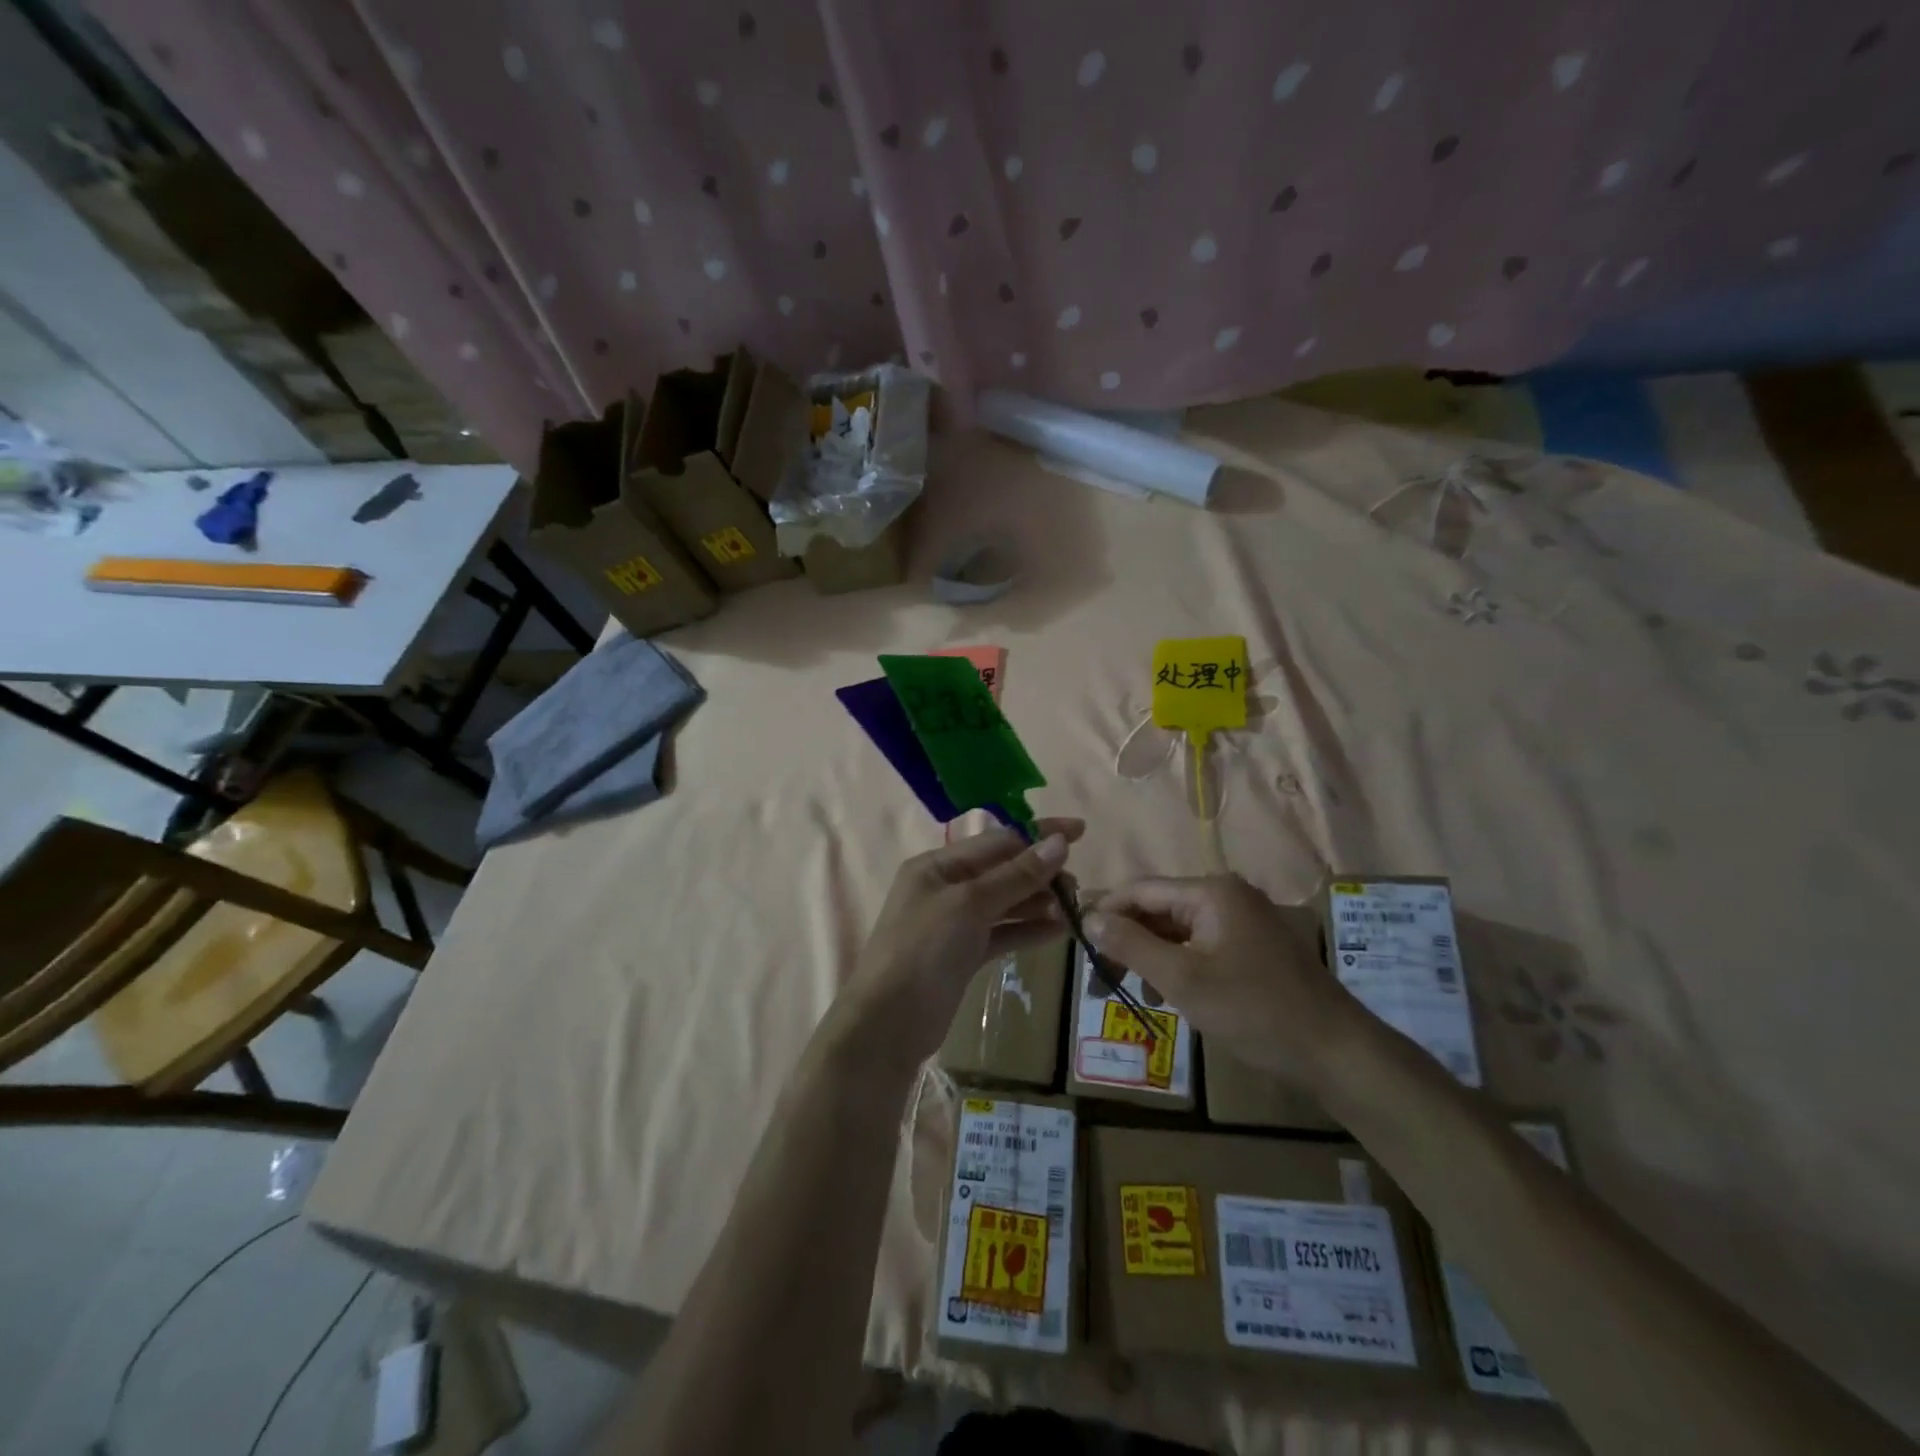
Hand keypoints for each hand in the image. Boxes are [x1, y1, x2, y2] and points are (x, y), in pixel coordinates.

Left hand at [839, 819, 1083, 1062]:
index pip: (997, 840)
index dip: (1039, 835)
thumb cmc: (924, 950)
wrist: (889, 1023)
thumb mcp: (970, 904)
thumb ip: (1016, 875)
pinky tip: (1059, 931)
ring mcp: (955, 923)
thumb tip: (1059, 843)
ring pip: (1006, 902)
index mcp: (938, 865)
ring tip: (1074, 909)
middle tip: (1076, 887)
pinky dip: (1029, 930)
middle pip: (1003, 870)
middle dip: (1041, 873)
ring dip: (1039, 902)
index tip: (1080, 832)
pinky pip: (1003, 933)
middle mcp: (946, 887)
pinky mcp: (964, 954)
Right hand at [1085, 875, 1359, 1084]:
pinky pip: (1199, 947)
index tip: (1075, 938)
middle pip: (1158, 908)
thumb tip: (1089, 918)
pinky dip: (1175, 966)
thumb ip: (1132, 944)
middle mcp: (1227, 897)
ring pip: (1177, 930)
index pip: (1141, 890)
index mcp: (1211, 892)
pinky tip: (1161, 994)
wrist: (1336, 1053)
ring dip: (1147, 956)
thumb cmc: (1254, 1010)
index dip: (1105, 911)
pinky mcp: (1252, 949)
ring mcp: (1242, 923)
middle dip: (1125, 939)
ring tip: (1121, 988)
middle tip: (1096, 973)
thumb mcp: (1183, 978)